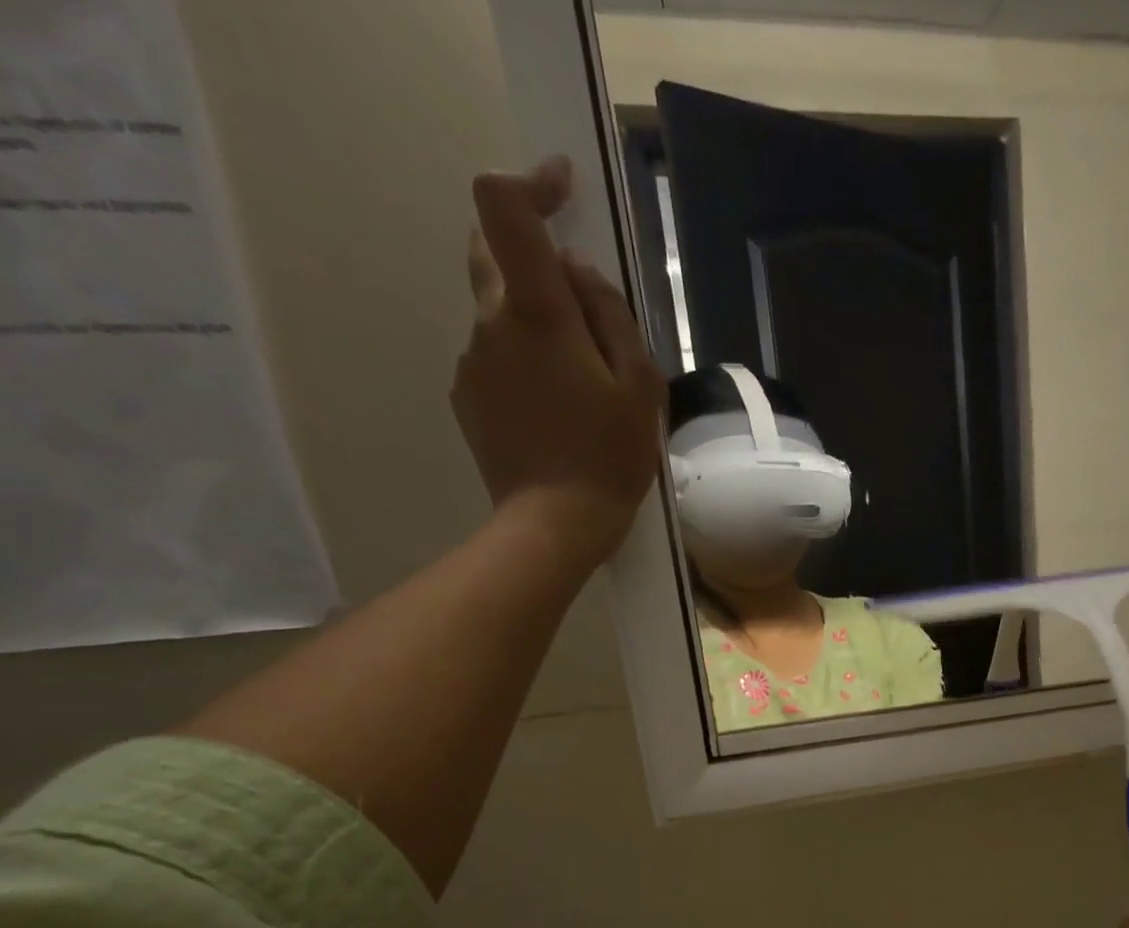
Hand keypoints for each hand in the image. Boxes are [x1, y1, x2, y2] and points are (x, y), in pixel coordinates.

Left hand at [453, 156, 666, 570]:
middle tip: (585, 306)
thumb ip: (612, 317)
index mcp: (537, 313)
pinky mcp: (467, 396)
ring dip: (538, 325)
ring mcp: (472, 361)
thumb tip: (580, 273)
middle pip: (492, 253)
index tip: (563, 188)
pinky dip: (526, 365)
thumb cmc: (610, 456)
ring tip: (585, 386)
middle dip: (534, 257)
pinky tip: (559, 412)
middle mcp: (491, 323)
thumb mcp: (641, 388)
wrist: (554, 523)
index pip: (505, 208)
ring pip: (500, 314)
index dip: (531, 184)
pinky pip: (497, 359)